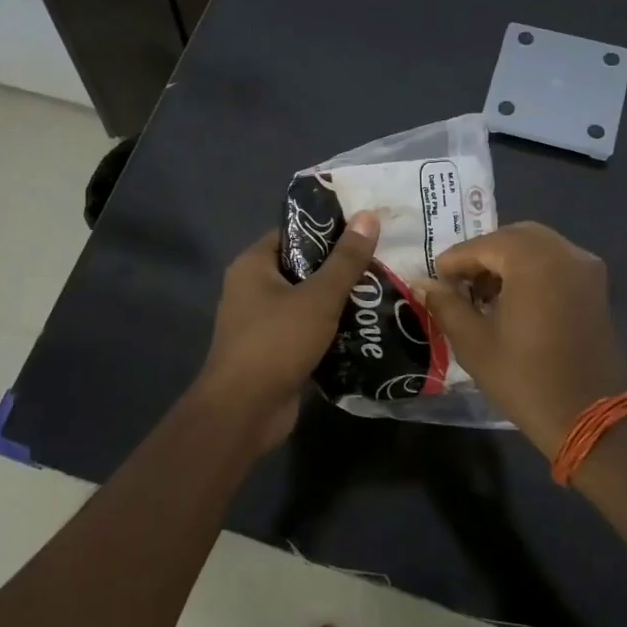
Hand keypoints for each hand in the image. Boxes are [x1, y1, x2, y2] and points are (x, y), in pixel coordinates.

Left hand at [194, 211, 379, 451]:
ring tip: (381, 292)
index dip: (328, 229)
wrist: (244, 411)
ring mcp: (261, 322)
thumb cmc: (276, 342)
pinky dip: (330, 330)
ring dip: (338, 301)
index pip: (294, 233)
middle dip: (340, 268)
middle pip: (303, 267)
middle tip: (381, 261)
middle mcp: (252, 288)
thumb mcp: (318, 297)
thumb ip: (346, 260)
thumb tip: (369, 215)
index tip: (365, 229)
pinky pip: (306, 330)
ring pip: (307, 301)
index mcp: (254, 265)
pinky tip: (364, 328)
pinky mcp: (274, 351)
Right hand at [417, 222, 626, 457]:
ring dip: (508, 261)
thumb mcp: (474, 342)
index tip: (434, 280)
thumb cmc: (525, 378)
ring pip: (537, 246)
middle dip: (483, 255)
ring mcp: (585, 268)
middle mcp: (564, 253)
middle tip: (459, 284)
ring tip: (484, 294)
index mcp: (533, 260)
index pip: (483, 245)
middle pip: (513, 237)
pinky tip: (514, 300)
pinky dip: (532, 269)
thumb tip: (422, 283)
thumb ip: (446, 304)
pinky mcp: (596, 288)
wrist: (589, 418)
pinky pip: (557, 262)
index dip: (454, 261)